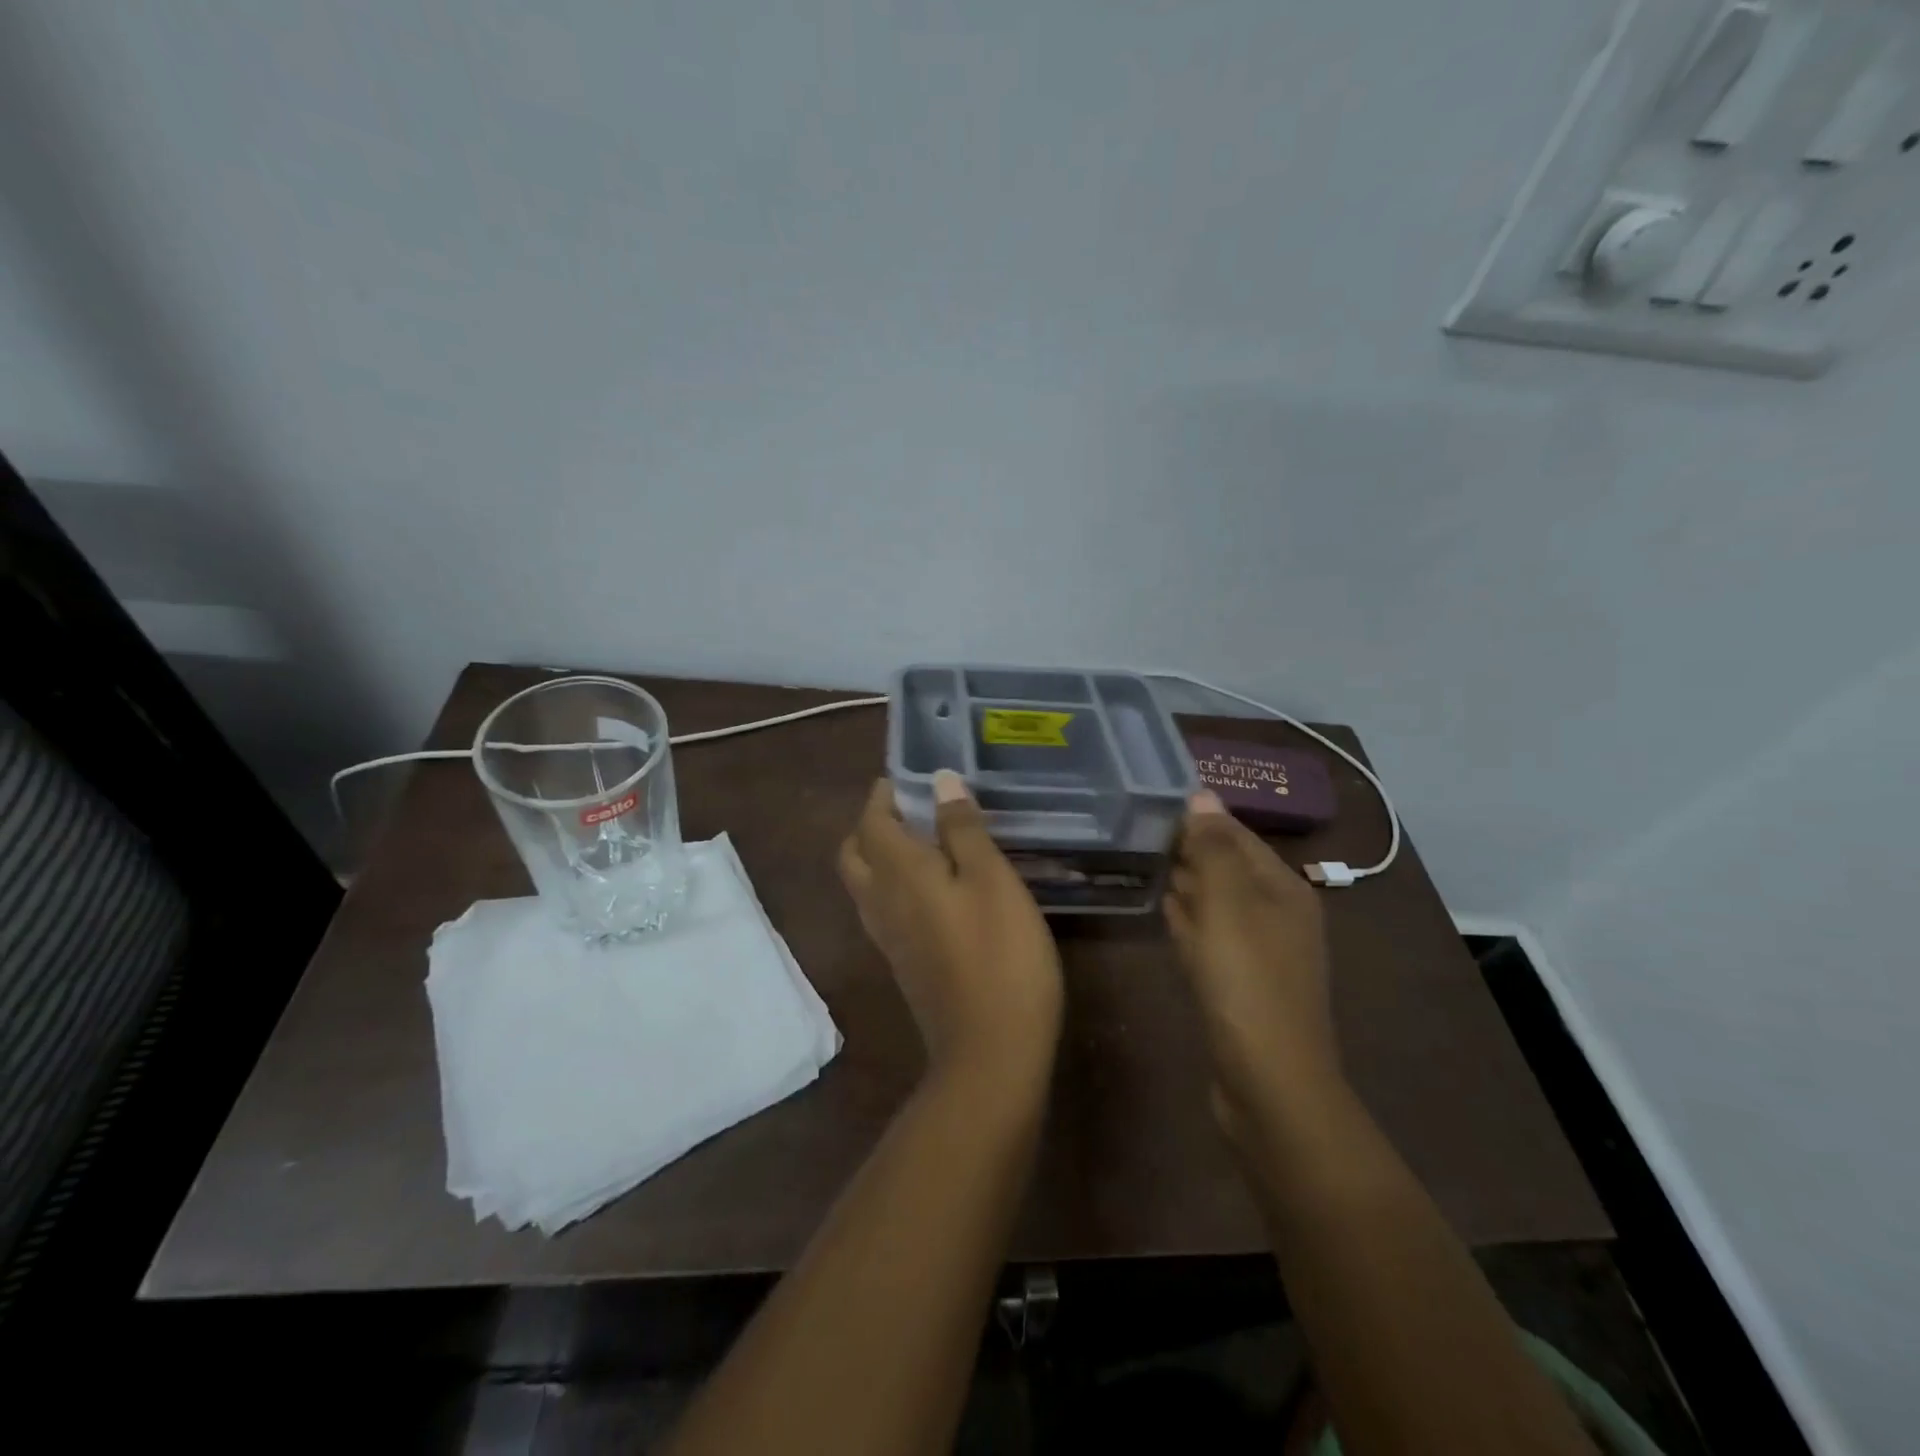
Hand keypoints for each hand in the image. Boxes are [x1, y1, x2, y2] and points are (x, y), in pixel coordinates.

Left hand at [838, 772, 1063, 1083]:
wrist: (990, 1052)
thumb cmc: (1000, 955)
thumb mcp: (992, 880)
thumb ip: (962, 829)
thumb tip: (939, 781)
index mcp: (899, 874)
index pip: (871, 823)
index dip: (881, 796)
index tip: (903, 780)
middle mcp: (881, 902)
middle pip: (854, 854)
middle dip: (871, 825)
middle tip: (907, 809)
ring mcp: (888, 939)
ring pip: (864, 885)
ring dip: (878, 855)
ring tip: (920, 842)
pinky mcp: (903, 964)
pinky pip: (881, 910)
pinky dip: (892, 886)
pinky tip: (931, 890)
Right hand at [1165, 792, 1342, 1132]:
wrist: (1268, 1082)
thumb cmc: (1246, 981)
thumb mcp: (1227, 904)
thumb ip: (1212, 847)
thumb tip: (1200, 794)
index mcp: (1283, 888)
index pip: (1236, 835)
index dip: (1198, 819)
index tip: (1150, 806)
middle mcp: (1278, 914)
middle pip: (1227, 868)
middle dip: (1189, 851)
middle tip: (1138, 833)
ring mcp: (1261, 953)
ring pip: (1217, 903)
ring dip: (1186, 885)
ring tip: (1144, 863)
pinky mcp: (1242, 983)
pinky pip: (1211, 937)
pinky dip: (1190, 922)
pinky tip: (1165, 913)